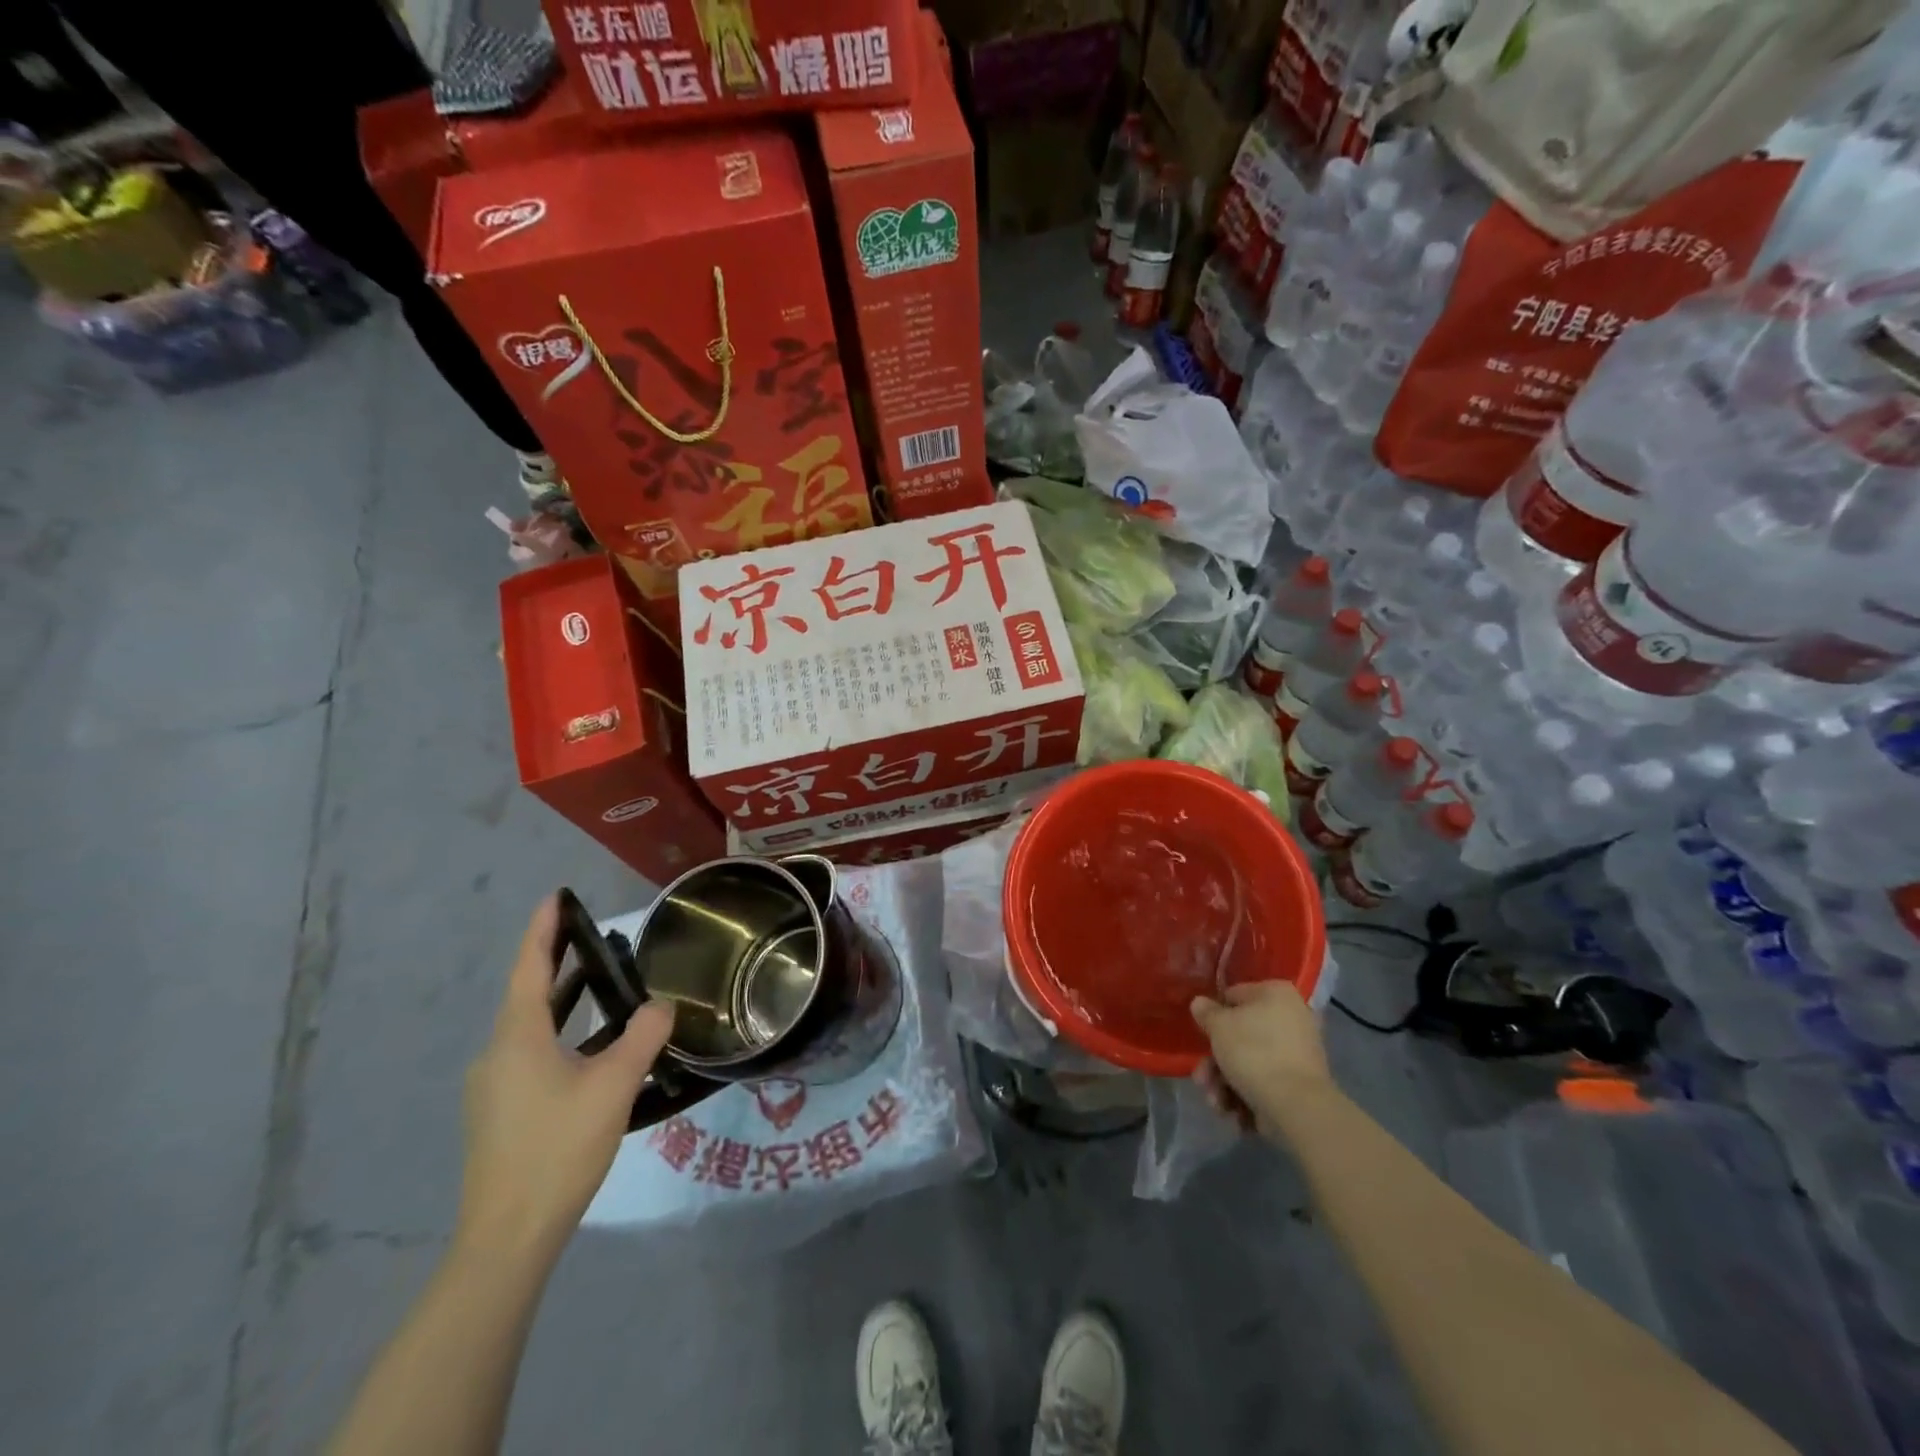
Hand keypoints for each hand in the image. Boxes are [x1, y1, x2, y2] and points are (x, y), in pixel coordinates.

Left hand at [456, 895, 674, 1263]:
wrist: (508, 1236)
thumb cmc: (559, 1147)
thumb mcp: (614, 1085)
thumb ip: (642, 1037)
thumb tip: (661, 1004)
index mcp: (518, 1038)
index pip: (530, 968)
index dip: (544, 930)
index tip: (556, 897)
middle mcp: (497, 1054)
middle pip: (528, 995)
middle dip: (557, 961)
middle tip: (588, 933)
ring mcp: (494, 1087)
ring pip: (531, 1028)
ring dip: (563, 1001)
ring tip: (599, 982)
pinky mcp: (500, 1113)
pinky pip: (532, 1054)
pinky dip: (562, 1035)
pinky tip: (592, 1050)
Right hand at [1190, 980, 1333, 1135]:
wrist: (1296, 1106)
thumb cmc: (1254, 1052)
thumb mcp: (1218, 1026)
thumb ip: (1206, 1012)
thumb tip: (1200, 1003)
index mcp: (1276, 993)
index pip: (1233, 996)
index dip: (1213, 1016)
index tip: (1201, 1036)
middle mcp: (1292, 1018)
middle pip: (1239, 1036)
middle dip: (1215, 1062)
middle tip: (1202, 1079)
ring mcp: (1298, 1053)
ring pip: (1249, 1062)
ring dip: (1225, 1084)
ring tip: (1217, 1103)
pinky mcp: (1300, 1084)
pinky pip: (1265, 1082)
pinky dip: (1247, 1096)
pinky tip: (1236, 1113)